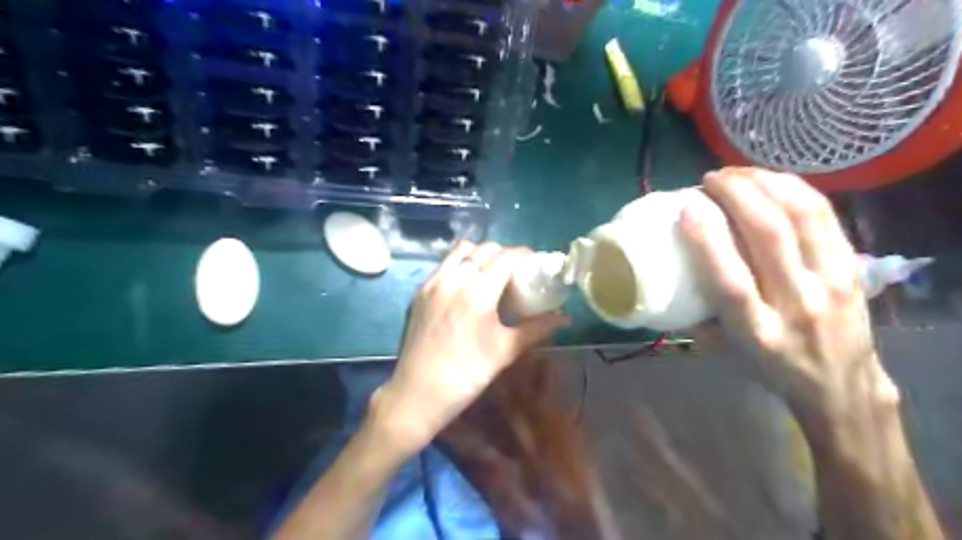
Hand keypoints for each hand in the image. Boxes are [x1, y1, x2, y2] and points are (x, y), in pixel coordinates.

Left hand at [373, 243, 569, 454]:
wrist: (417, 393)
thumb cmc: (467, 375)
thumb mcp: (505, 351)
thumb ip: (537, 329)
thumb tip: (565, 318)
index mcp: (477, 293)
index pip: (505, 257)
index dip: (524, 255)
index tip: (535, 263)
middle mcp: (453, 279)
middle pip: (484, 249)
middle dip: (505, 254)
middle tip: (517, 271)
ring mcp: (433, 282)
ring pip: (461, 250)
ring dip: (481, 254)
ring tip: (491, 273)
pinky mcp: (420, 291)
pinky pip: (445, 264)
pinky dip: (461, 263)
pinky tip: (468, 284)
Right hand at [679, 167, 898, 420]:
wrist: (841, 386)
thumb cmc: (768, 367)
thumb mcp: (721, 351)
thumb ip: (694, 314)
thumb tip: (671, 272)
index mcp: (756, 331)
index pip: (730, 282)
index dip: (707, 240)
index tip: (687, 208)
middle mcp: (795, 304)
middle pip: (769, 236)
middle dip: (737, 195)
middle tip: (710, 179)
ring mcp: (830, 282)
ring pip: (802, 217)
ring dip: (766, 184)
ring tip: (738, 172)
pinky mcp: (851, 267)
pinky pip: (825, 216)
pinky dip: (795, 189)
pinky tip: (772, 179)